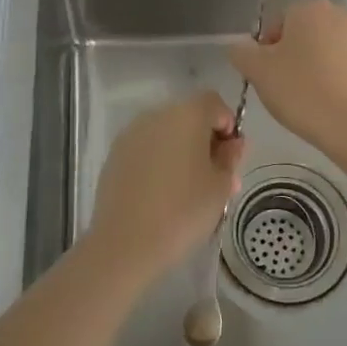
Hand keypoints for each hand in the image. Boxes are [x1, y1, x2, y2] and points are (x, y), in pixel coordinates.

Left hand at [87, 91, 244, 283]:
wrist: (126, 242)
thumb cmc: (183, 210)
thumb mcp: (221, 186)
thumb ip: (230, 158)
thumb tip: (232, 144)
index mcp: (187, 114)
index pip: (214, 103)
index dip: (227, 125)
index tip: (230, 156)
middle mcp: (157, 115)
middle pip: (188, 116)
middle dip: (204, 139)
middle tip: (215, 176)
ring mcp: (131, 134)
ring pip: (165, 133)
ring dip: (180, 150)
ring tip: (188, 189)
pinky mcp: (115, 155)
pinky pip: (146, 149)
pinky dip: (158, 162)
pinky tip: (161, 193)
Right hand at [228, 0, 346, 147]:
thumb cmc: (302, 91)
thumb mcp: (258, 72)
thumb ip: (241, 53)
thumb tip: (238, 48)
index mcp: (309, 8)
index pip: (277, 22)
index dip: (267, 49)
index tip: (267, 75)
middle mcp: (340, 14)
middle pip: (304, 34)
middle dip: (293, 56)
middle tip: (285, 88)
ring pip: (327, 51)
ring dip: (316, 68)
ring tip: (308, 99)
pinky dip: (337, 81)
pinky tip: (332, 105)